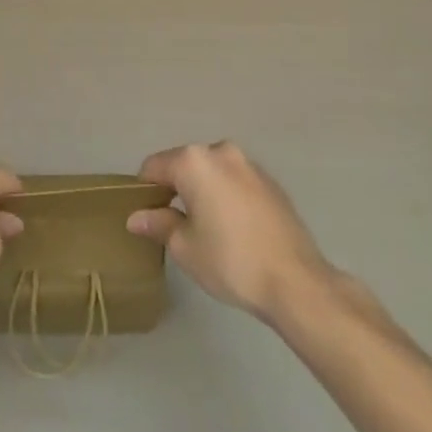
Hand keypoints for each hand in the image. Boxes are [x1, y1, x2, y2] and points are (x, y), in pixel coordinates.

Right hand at [127, 141, 337, 323]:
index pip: (154, 166)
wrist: (295, 280)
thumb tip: (136, 217)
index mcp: (194, 161)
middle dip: (174, 189)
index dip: (144, 190)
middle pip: (184, 164)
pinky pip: (235, 181)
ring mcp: (249, 164)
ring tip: (205, 229)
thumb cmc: (231, 261)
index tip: (146, 217)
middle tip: (173, 226)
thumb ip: (159, 224)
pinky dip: (226, 195)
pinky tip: (233, 229)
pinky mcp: (270, 181)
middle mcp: (220, 151)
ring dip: (202, 191)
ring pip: (211, 172)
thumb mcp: (185, 247)